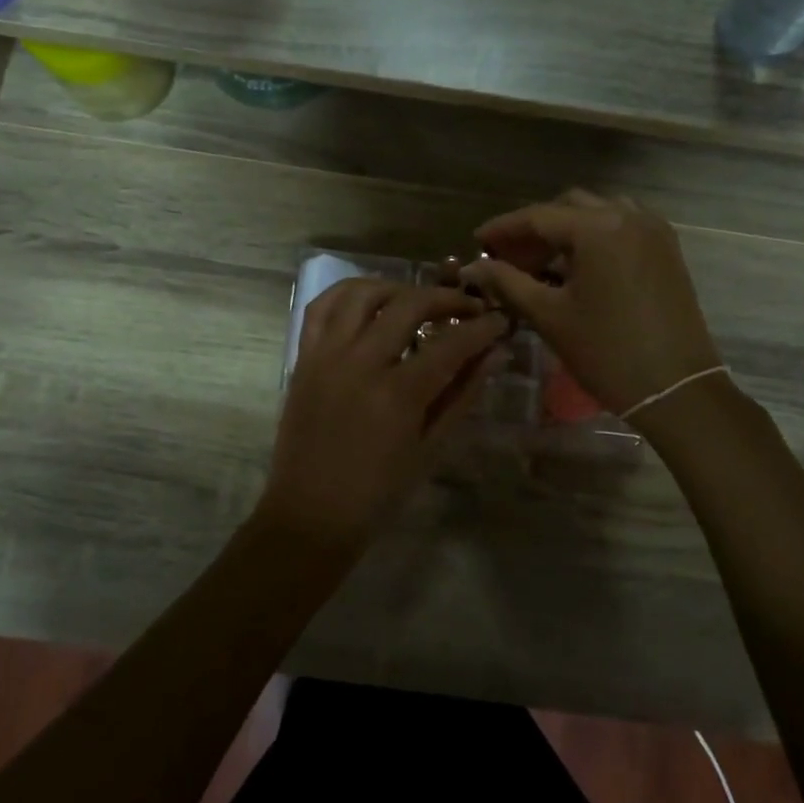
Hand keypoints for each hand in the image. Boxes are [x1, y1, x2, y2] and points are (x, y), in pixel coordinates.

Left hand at [257, 278, 509, 553]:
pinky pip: (321, 308)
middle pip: (408, 304)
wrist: (311, 514)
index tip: (500, 321)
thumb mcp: (431, 447)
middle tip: (467, 308)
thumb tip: (495, 354)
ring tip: (417, 301)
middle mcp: (360, 363)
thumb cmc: (378, 492)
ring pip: (361, 293)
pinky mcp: (303, 358)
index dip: (482, 328)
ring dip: (397, 288)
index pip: (450, 343)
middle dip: (447, 298)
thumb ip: (462, 394)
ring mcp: (326, 356)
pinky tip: (370, 303)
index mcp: (398, 394)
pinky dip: (348, 294)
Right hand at [462, 190, 720, 416]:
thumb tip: (472, 267)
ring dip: (566, 230)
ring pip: (598, 212)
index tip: (477, 241)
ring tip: (542, 261)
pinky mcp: (667, 250)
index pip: (538, 216)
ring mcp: (653, 230)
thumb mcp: (549, 315)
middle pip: (568, 207)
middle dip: (534, 229)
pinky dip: (595, 237)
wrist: (675, 387)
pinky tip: (577, 266)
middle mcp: (628, 216)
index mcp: (598, 227)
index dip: (503, 228)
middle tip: (508, 257)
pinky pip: (623, 226)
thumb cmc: (606, 351)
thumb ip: (508, 282)